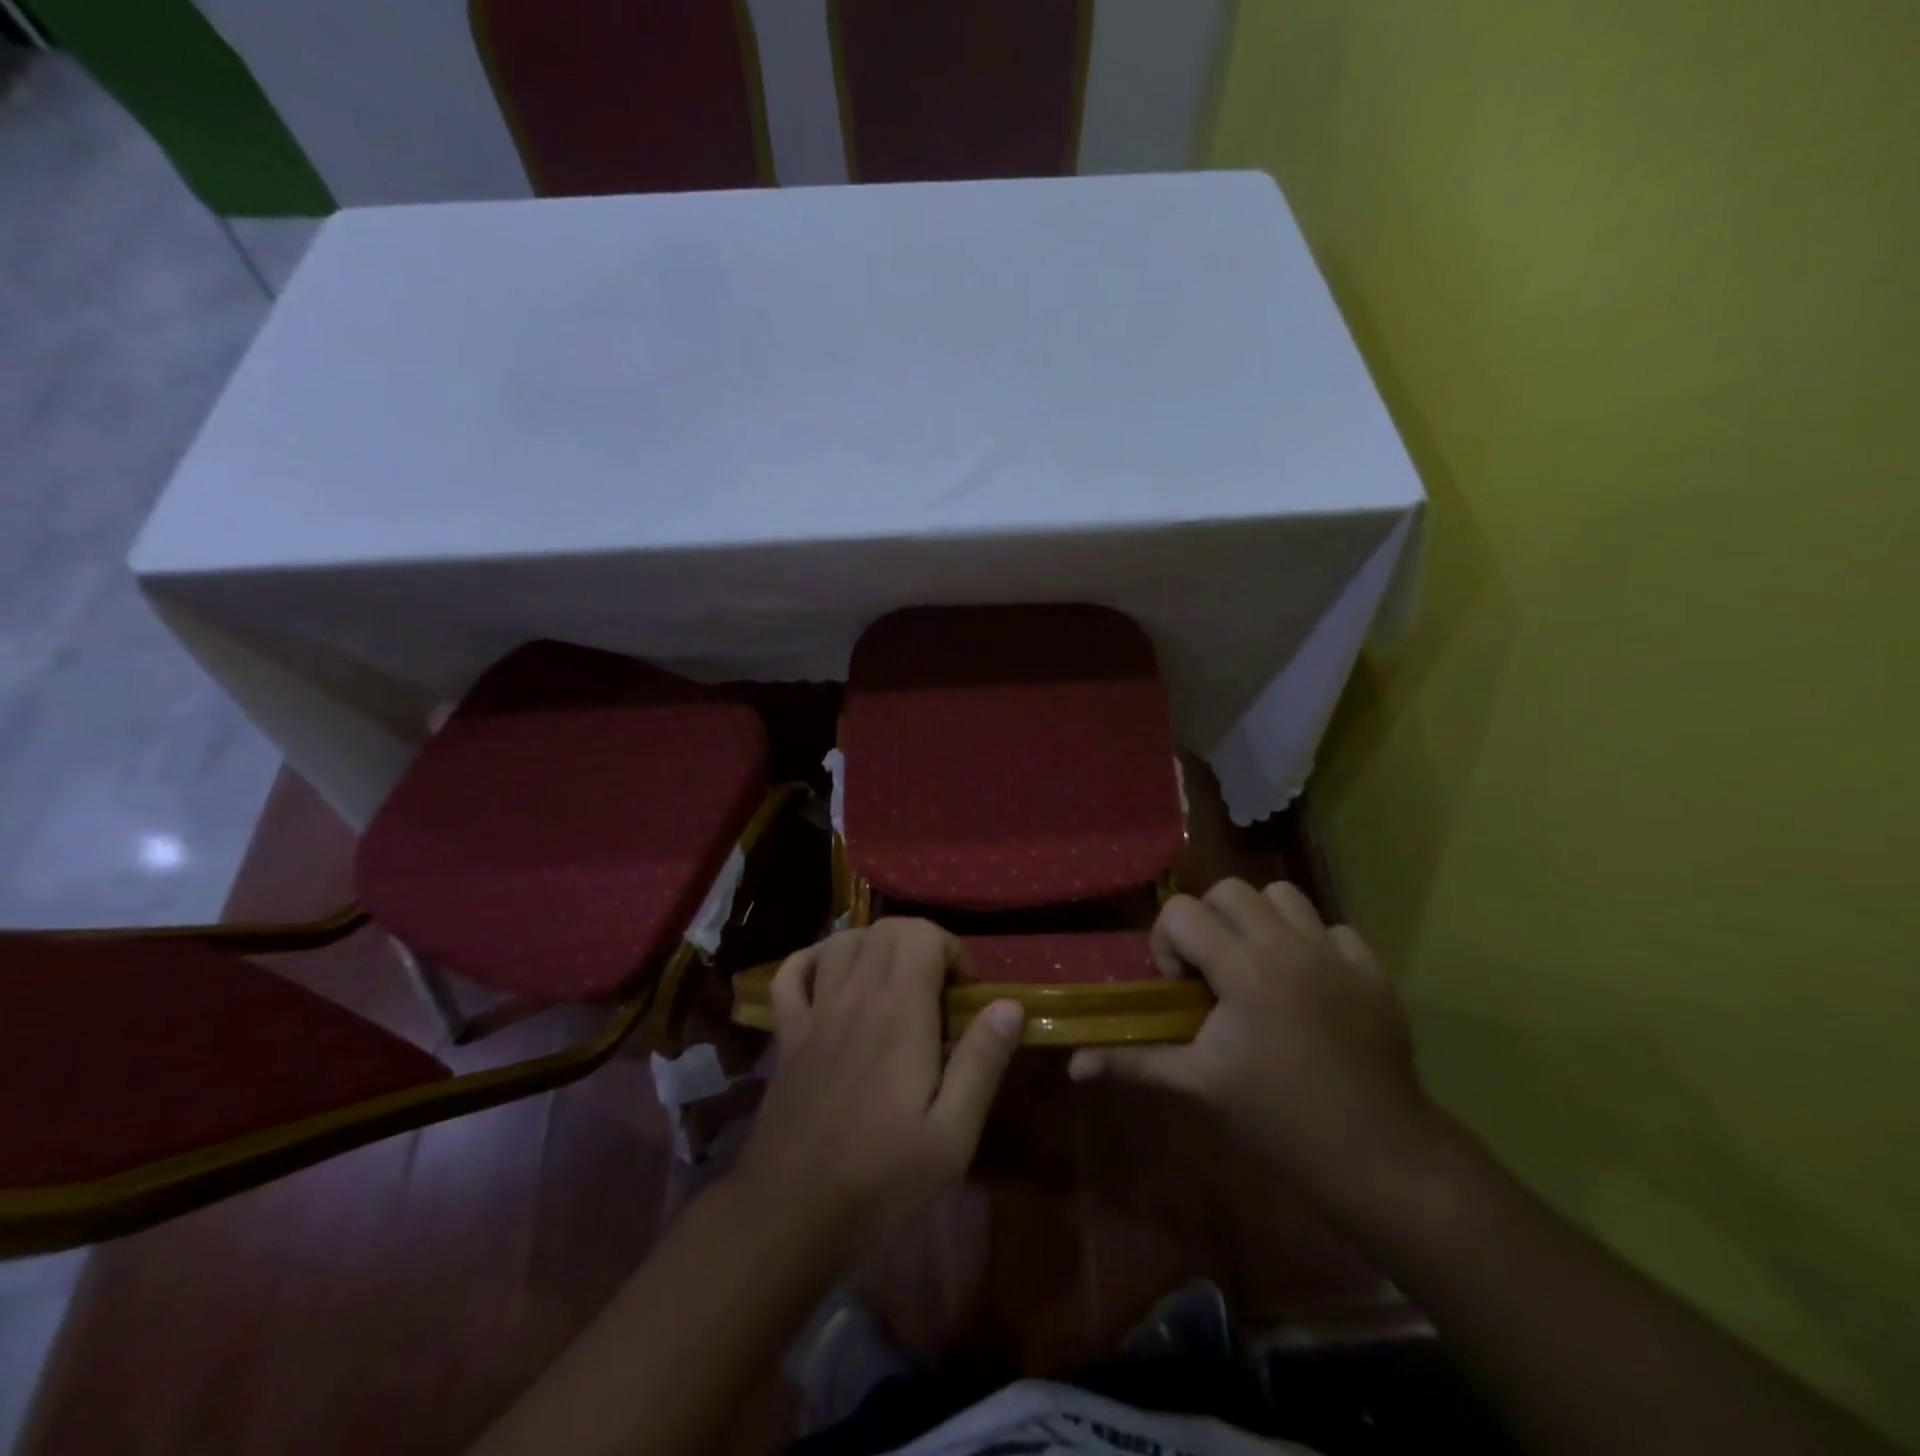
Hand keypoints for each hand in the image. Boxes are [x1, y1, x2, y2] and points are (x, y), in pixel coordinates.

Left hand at [734, 920, 1023, 1258]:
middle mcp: (855, 998)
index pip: (923, 935)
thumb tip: (1009, 1004)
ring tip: (897, 982)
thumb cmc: (881, 1179)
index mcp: (899, 1015)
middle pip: (886, 929)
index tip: (966, 994)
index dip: (952, 950)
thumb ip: (982, 1062)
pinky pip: (791, 975)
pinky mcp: (788, 1036)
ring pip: (843, 942)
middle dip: (921, 942)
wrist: (791, 1216)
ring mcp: (815, 1014)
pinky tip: (832, 975)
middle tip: (939, 990)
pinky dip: (813, 960)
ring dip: (875, 945)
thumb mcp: (952, 1135)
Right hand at [1069, 880, 1435, 1204]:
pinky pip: (1332, 928)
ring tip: (1258, 965)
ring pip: (1283, 895)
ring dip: (1259, 920)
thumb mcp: (1198, 1086)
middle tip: (1212, 971)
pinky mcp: (1372, 970)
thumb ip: (1133, 1062)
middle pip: (1230, 890)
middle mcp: (1289, 945)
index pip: (1184, 911)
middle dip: (1208, 921)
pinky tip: (1308, 985)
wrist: (1376, 1154)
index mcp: (1244, 969)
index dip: (1167, 941)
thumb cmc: (1277, 1119)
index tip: (1179, 986)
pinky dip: (1311, 944)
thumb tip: (1073, 1065)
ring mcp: (1336, 953)